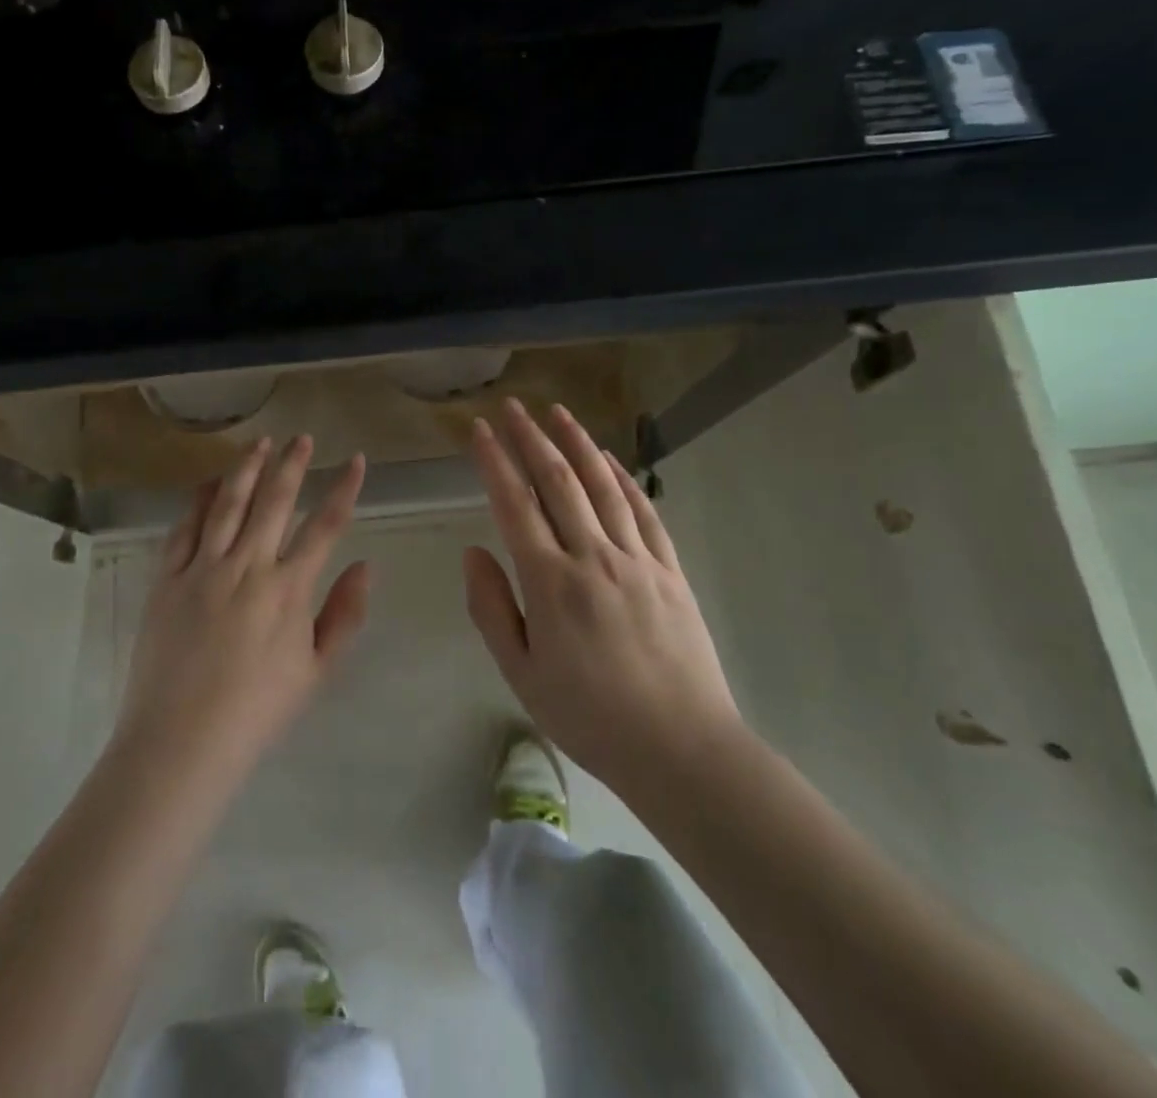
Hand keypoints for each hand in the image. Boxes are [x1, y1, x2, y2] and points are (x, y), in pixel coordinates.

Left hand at [116, 436, 368, 781]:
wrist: (182, 740)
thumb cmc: (258, 711)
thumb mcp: (317, 671)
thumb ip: (345, 614)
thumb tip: (367, 564)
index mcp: (289, 588)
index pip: (326, 525)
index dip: (345, 488)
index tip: (356, 460)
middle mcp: (248, 566)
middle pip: (275, 501)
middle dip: (293, 464)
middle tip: (302, 438)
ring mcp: (203, 568)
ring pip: (229, 503)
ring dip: (247, 469)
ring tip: (259, 443)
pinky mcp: (167, 578)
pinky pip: (184, 528)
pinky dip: (198, 501)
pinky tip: (208, 483)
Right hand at [464, 401, 741, 793]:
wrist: (682, 750)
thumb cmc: (591, 718)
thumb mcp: (522, 674)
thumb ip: (492, 608)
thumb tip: (474, 552)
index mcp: (550, 583)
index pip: (514, 505)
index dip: (493, 462)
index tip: (478, 430)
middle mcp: (593, 557)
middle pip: (557, 482)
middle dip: (530, 438)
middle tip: (511, 406)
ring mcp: (637, 560)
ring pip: (602, 486)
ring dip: (577, 444)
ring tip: (557, 412)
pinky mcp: (670, 571)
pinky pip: (644, 512)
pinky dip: (624, 479)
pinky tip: (610, 460)